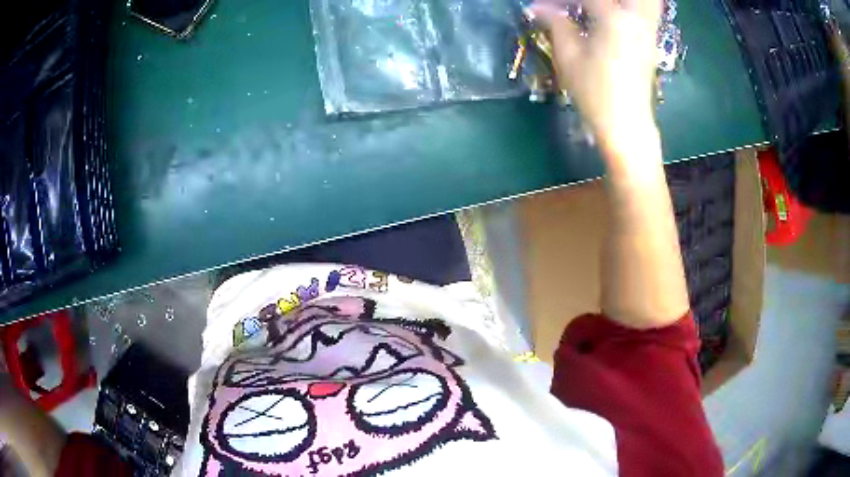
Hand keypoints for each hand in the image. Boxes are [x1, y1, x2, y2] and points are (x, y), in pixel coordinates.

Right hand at [530, 0, 661, 152]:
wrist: (626, 124)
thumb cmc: (595, 92)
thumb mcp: (568, 56)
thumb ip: (555, 23)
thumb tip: (537, 7)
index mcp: (615, 19)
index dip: (561, 0)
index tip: (543, 4)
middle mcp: (637, 19)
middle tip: (580, 4)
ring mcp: (648, 31)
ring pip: (649, 1)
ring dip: (624, 0)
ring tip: (598, 8)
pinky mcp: (651, 42)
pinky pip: (648, 11)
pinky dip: (634, 6)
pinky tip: (614, 14)